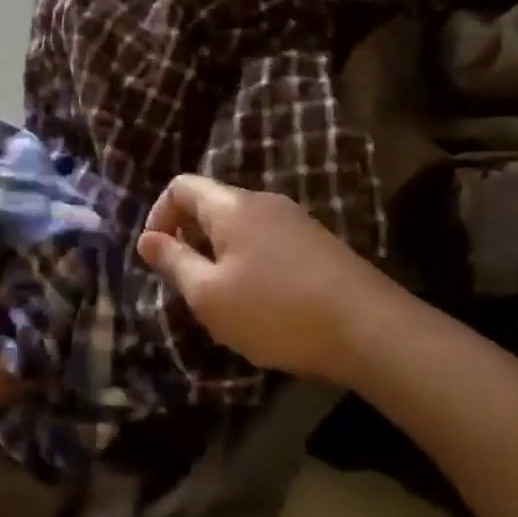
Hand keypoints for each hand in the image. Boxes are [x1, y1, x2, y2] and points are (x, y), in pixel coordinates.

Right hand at [137, 175, 392, 379]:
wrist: (371, 330)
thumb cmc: (276, 312)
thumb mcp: (209, 296)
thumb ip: (174, 263)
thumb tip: (146, 239)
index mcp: (232, 207)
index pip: (181, 186)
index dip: (159, 215)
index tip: (157, 256)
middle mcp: (263, 202)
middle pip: (211, 205)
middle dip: (189, 239)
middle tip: (187, 284)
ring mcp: (296, 221)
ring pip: (240, 227)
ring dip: (219, 255)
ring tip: (223, 300)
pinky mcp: (318, 244)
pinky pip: (267, 242)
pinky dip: (249, 263)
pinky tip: (262, 304)